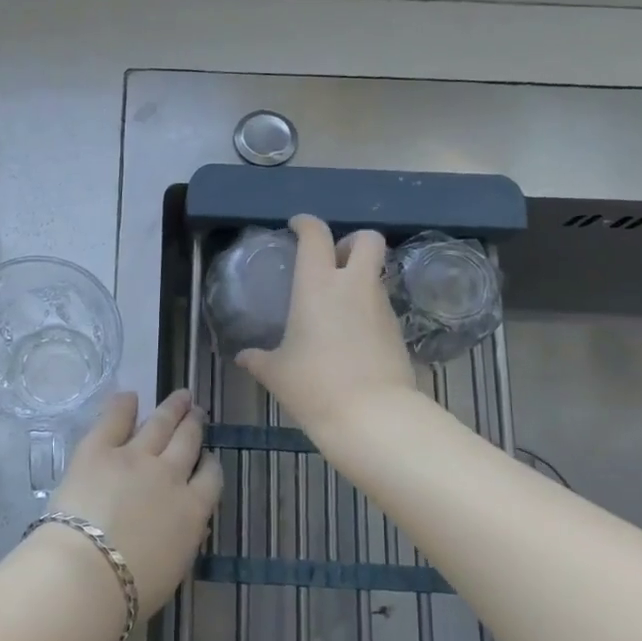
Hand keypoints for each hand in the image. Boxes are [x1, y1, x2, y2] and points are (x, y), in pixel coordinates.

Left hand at [45, 390, 221, 618]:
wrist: (87, 575)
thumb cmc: (130, 591)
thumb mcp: (173, 568)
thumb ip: (183, 538)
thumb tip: (189, 523)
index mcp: (192, 510)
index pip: (210, 477)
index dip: (209, 462)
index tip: (207, 456)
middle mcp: (170, 475)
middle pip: (187, 441)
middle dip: (194, 424)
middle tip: (197, 411)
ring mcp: (134, 457)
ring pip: (160, 424)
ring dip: (172, 408)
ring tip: (181, 396)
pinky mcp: (98, 449)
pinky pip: (114, 419)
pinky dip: (123, 404)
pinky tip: (129, 396)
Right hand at [236, 214, 417, 436]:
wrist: (373, 416)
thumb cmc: (315, 385)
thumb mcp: (277, 373)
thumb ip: (258, 359)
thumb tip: (243, 357)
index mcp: (317, 285)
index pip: (316, 235)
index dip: (306, 224)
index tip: (297, 226)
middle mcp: (353, 286)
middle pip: (367, 239)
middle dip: (351, 241)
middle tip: (332, 261)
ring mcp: (380, 307)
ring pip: (375, 274)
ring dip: (359, 279)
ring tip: (337, 307)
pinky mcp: (398, 330)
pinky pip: (381, 306)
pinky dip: (367, 310)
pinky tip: (351, 336)